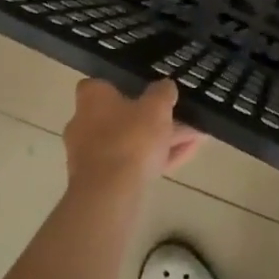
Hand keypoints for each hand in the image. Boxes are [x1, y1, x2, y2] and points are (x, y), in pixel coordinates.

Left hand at [62, 79, 200, 193]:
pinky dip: (156, 159)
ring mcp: (90, 155)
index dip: (125, 87)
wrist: (110, 193)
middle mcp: (83, 123)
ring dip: (160, 140)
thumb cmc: (130, 138)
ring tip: (194, 138)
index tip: (147, 92)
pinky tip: (185, 156)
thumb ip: (163, 92)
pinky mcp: (100, 181)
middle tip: (181, 118)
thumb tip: (165, 85)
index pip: (102, 85)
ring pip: (130, 142)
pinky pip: (132, 164)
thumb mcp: (156, 107)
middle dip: (153, 119)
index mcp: (91, 99)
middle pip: (122, 116)